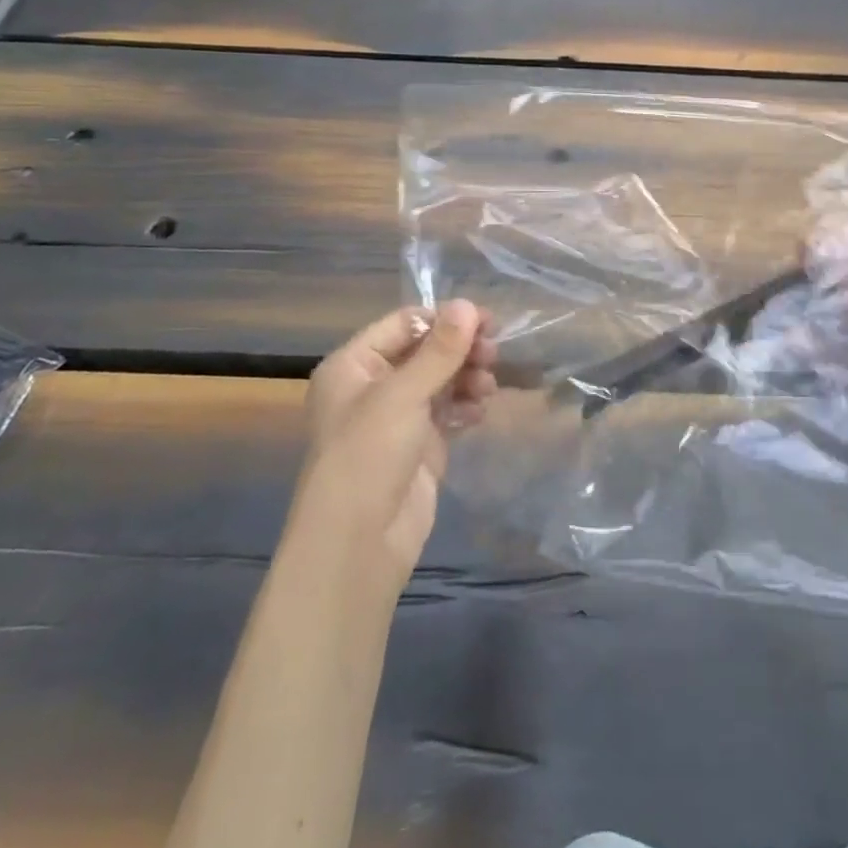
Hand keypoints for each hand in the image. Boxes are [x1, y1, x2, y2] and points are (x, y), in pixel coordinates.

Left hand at [300, 300, 497, 578]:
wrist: (358, 544)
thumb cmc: (368, 456)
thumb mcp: (403, 395)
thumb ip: (439, 350)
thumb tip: (468, 303)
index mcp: (353, 365)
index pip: (404, 323)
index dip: (444, 320)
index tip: (486, 322)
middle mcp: (372, 386)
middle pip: (425, 350)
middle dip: (460, 350)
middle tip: (494, 354)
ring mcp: (396, 417)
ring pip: (440, 380)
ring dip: (467, 376)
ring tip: (488, 387)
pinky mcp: (418, 445)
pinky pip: (447, 410)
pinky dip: (465, 405)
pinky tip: (480, 411)